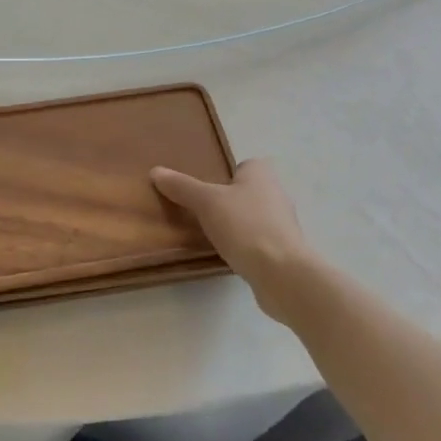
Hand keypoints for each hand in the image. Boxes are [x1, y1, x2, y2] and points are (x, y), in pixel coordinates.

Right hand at [151, 158, 317, 323]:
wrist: (282, 274)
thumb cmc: (245, 226)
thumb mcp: (206, 202)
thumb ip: (182, 187)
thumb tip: (155, 171)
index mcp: (262, 173)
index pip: (242, 166)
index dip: (225, 176)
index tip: (205, 191)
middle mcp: (277, 193)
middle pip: (247, 192)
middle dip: (228, 201)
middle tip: (202, 213)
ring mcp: (283, 224)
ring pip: (253, 217)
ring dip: (237, 225)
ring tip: (213, 236)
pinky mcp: (284, 250)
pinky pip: (259, 241)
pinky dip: (245, 246)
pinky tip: (230, 256)